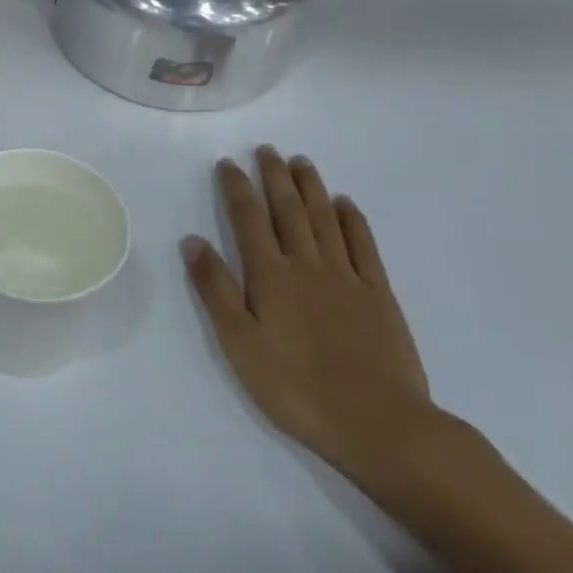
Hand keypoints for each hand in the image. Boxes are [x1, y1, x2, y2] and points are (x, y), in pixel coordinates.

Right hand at [185, 147, 435, 485]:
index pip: (248, 219)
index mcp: (270, 275)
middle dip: (274, 177)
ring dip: (311, 187)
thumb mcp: (239, 344)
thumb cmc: (296, 387)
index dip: (237, 188)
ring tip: (301, 162)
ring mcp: (347, 277)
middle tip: (267, 149)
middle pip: (288, 210)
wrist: (378, 423)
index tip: (228, 163)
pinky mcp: (379, 295)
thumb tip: (193, 240)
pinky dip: (352, 220)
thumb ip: (215, 289)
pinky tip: (345, 204)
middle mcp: (307, 264)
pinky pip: (363, 246)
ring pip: (325, 219)